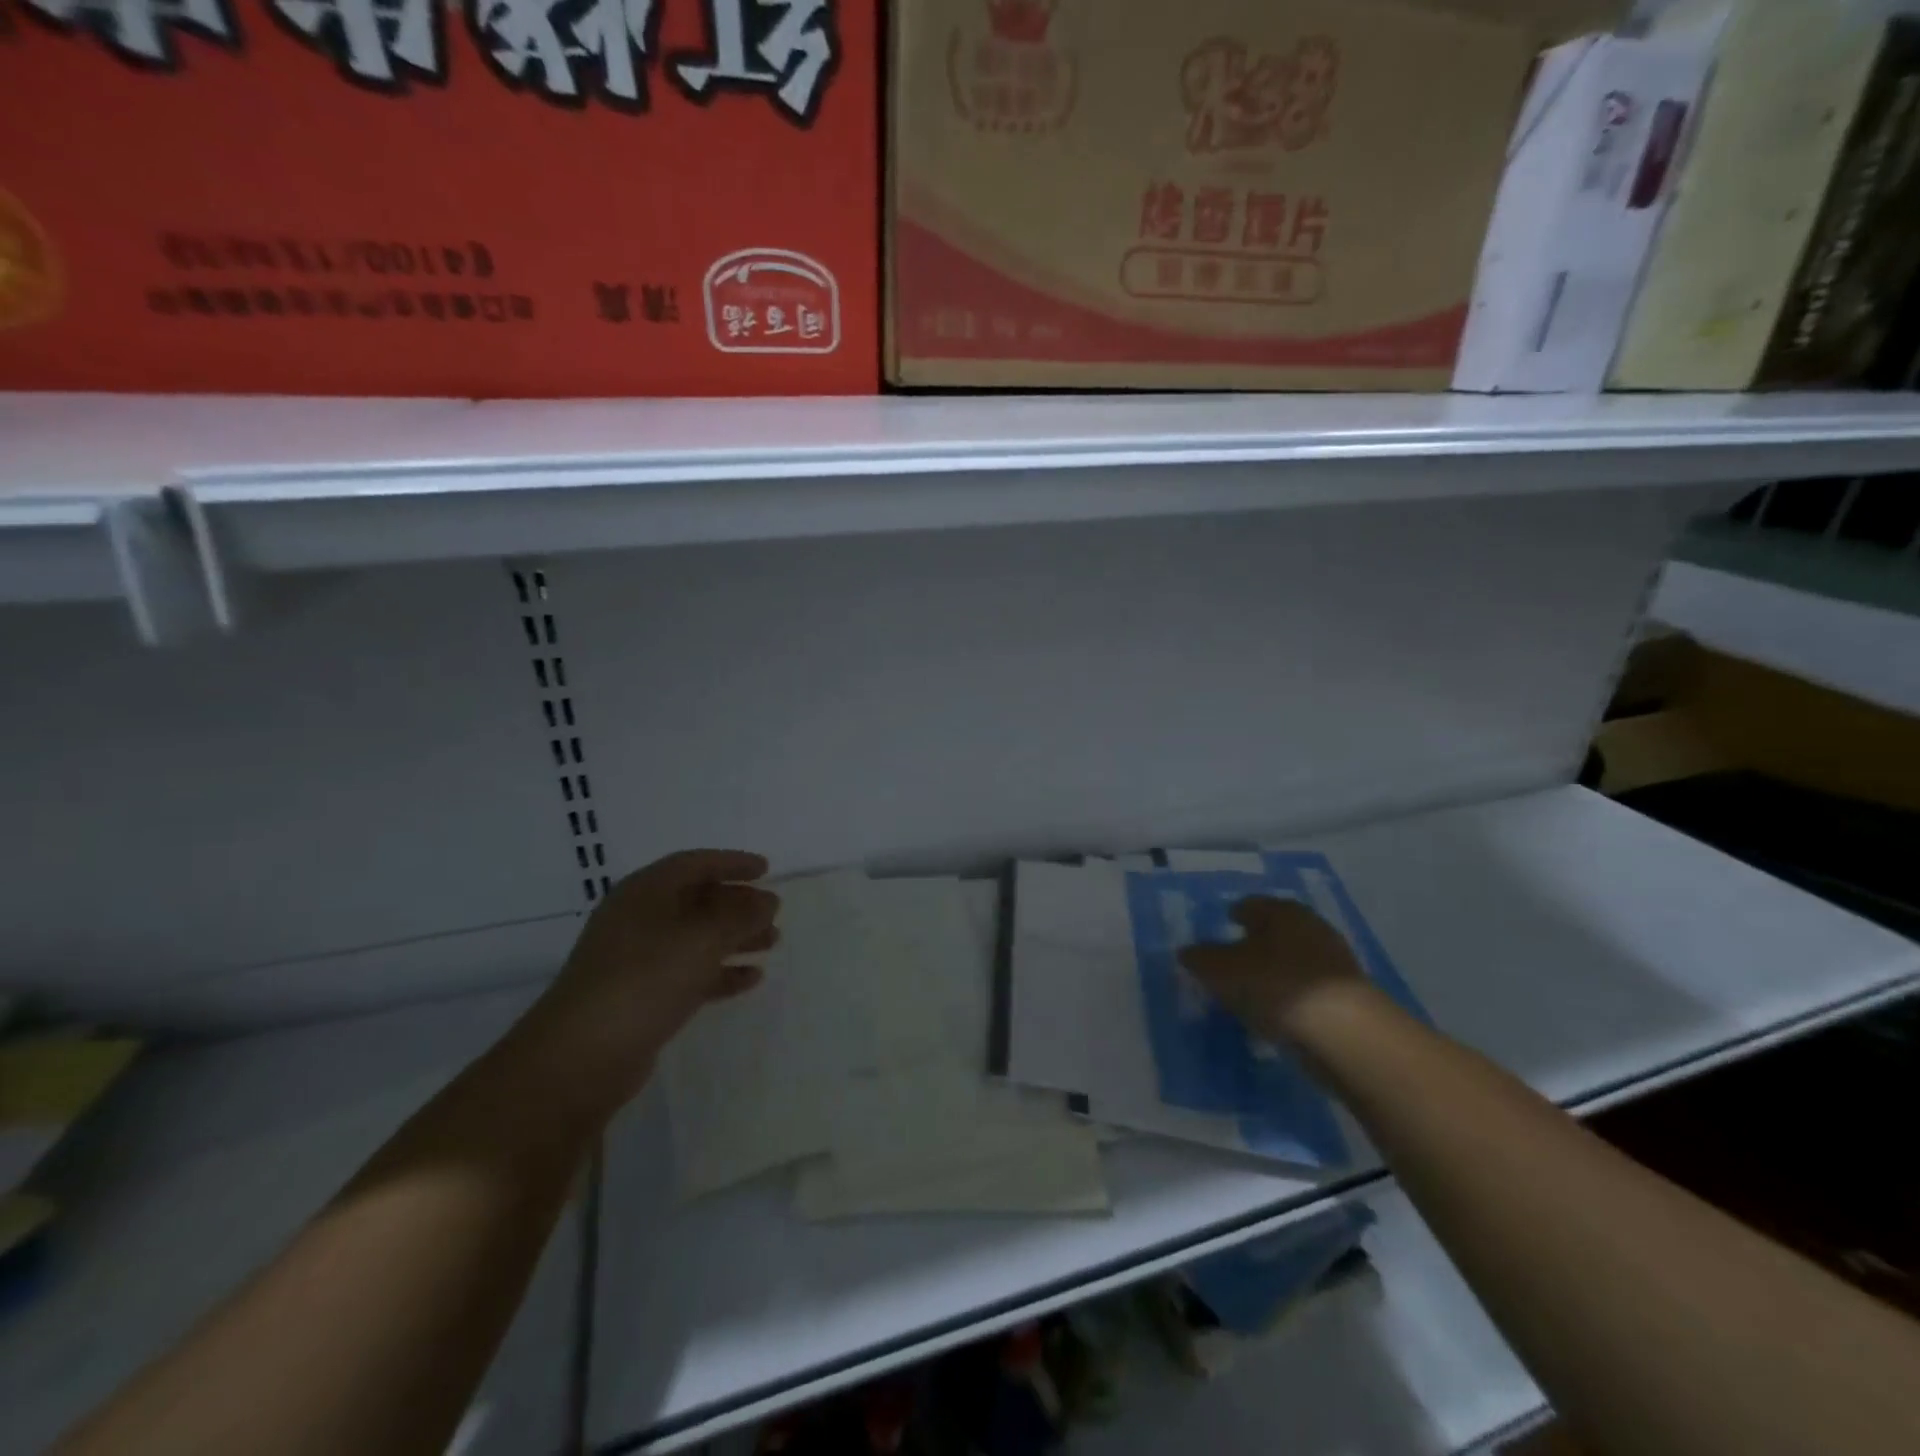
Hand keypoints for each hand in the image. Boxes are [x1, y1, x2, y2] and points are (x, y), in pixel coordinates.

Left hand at [524, 850, 777, 1101]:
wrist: (582, 1056)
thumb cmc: (645, 978)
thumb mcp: (703, 938)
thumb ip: (741, 916)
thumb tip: (768, 900)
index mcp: (646, 892)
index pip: (694, 864)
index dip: (732, 863)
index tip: (766, 870)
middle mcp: (640, 919)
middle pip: (697, 900)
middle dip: (738, 905)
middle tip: (774, 913)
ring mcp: (638, 959)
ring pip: (696, 938)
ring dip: (735, 938)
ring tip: (772, 943)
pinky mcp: (642, 996)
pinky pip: (690, 972)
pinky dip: (720, 972)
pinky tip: (751, 979)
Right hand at [1178, 896, 1374, 1044]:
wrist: (1347, 1035)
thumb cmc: (1275, 986)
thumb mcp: (1220, 971)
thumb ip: (1200, 959)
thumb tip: (1187, 952)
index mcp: (1281, 910)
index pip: (1250, 905)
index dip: (1233, 915)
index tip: (1221, 928)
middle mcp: (1311, 927)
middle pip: (1275, 931)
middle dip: (1255, 943)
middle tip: (1232, 962)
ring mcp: (1335, 963)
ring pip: (1293, 961)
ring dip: (1275, 972)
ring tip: (1252, 993)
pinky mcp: (1349, 998)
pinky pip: (1308, 990)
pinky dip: (1292, 997)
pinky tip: (1277, 1015)